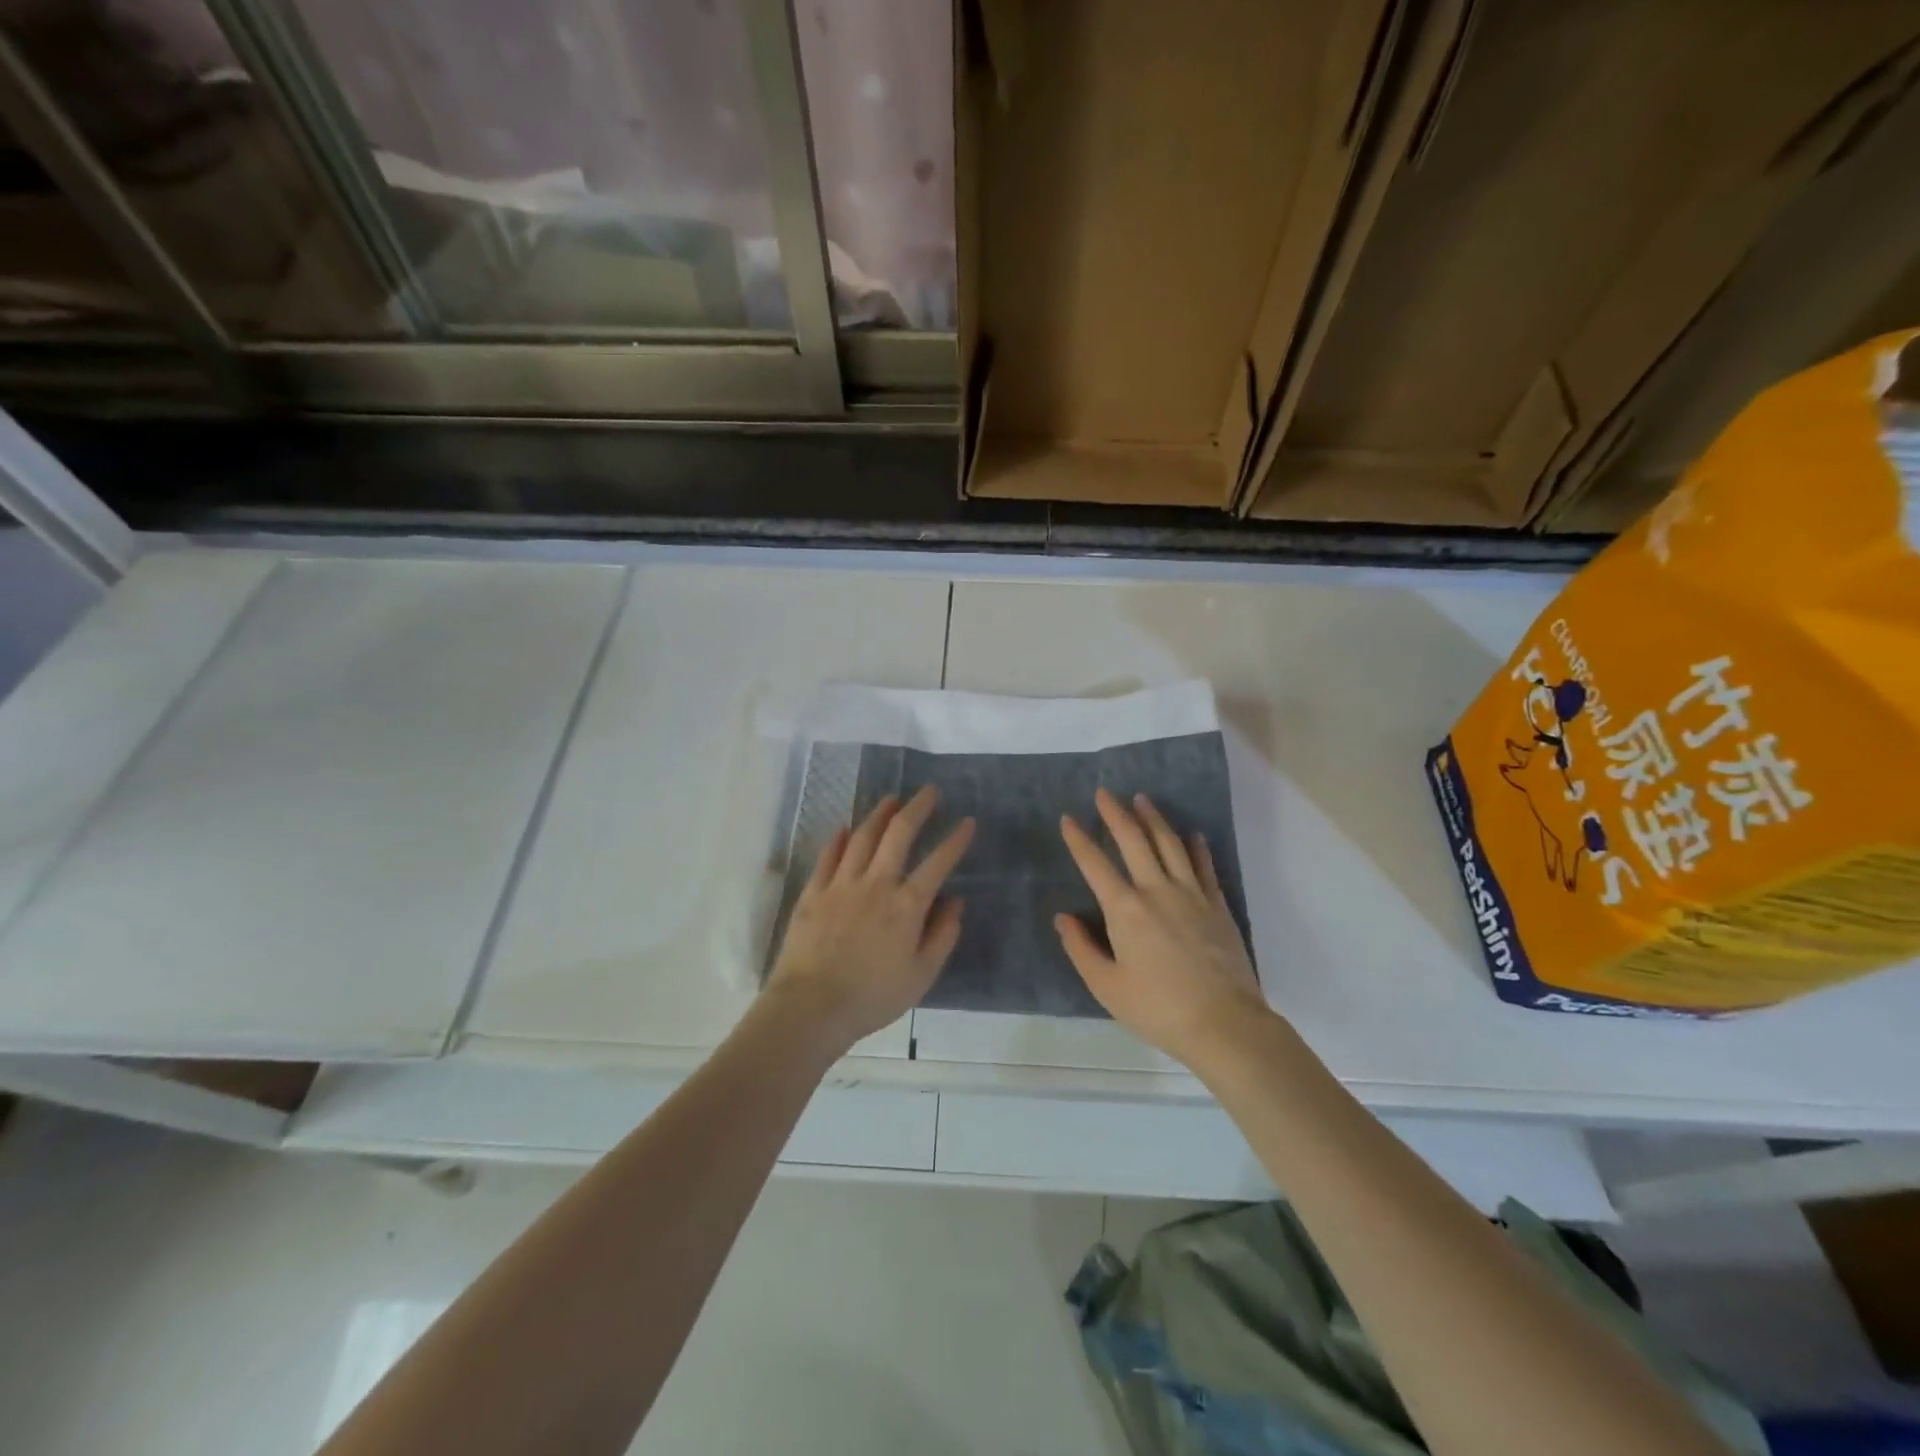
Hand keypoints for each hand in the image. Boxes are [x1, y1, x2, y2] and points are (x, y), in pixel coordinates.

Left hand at [766, 786, 974, 1052]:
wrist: (811, 1007)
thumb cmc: (873, 997)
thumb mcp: (921, 975)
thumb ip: (942, 935)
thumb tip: (956, 902)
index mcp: (906, 905)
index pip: (938, 862)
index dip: (956, 840)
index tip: (968, 822)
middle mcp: (876, 884)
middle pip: (898, 834)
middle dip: (917, 808)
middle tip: (929, 791)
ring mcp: (841, 884)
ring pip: (862, 836)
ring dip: (879, 814)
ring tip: (891, 799)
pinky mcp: (813, 892)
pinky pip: (828, 855)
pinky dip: (839, 838)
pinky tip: (845, 826)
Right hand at [1055, 788, 1265, 1069]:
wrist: (1224, 1023)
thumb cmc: (1158, 1009)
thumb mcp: (1107, 987)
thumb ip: (1081, 949)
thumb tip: (1063, 918)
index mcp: (1125, 910)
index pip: (1095, 864)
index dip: (1079, 839)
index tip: (1068, 819)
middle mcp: (1157, 890)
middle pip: (1134, 840)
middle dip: (1116, 813)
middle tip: (1104, 792)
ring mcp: (1191, 894)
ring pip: (1169, 843)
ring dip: (1153, 818)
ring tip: (1142, 799)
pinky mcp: (1217, 904)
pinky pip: (1203, 865)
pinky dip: (1195, 846)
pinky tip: (1191, 834)